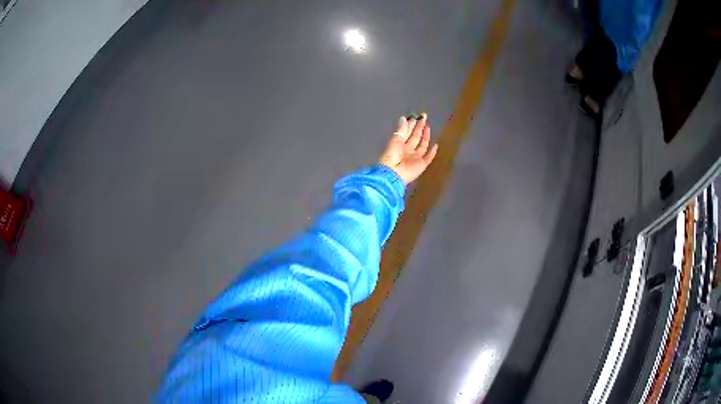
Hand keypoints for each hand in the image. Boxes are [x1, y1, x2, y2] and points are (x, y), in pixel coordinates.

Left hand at [379, 113, 438, 184]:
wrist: (393, 173)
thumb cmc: (392, 155)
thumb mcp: (395, 139)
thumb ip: (401, 129)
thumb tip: (404, 118)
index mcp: (399, 145)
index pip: (407, 132)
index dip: (411, 125)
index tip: (415, 116)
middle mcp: (407, 151)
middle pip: (415, 137)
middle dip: (419, 127)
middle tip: (424, 117)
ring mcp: (415, 158)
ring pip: (422, 145)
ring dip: (425, 136)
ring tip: (428, 126)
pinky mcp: (421, 165)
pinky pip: (428, 157)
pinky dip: (432, 152)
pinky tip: (436, 145)